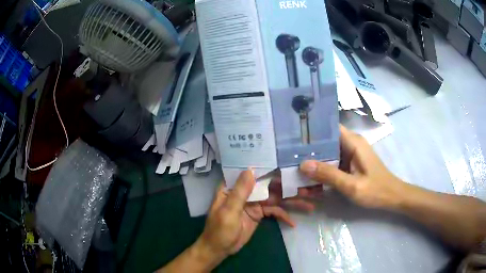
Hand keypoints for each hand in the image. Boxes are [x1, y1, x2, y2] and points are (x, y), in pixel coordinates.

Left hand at [196, 170, 316, 264]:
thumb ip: (240, 192)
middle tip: (307, 187)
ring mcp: (254, 202)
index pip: (252, 173)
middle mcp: (246, 192)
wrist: (220, 249)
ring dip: (291, 201)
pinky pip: (274, 211)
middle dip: (287, 186)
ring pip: (275, 198)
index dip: (269, 167)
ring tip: (309, 205)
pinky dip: (284, 216)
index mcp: (234, 187)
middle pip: (268, 185)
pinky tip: (293, 223)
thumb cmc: (220, 230)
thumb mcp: (229, 211)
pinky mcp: (260, 213)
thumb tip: (251, 169)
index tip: (287, 163)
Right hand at [300, 125, 407, 209]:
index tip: (293, 138)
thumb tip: (303, 164)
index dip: (312, 131)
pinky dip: (324, 170)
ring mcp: (351, 154)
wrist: (392, 197)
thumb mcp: (351, 185)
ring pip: (329, 153)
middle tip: (290, 158)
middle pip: (326, 141)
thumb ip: (329, 174)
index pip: (329, 128)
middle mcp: (351, 143)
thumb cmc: (375, 190)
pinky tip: (312, 180)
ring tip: (297, 170)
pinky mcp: (351, 163)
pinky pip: (334, 162)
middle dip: (309, 150)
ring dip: (316, 162)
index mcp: (353, 142)